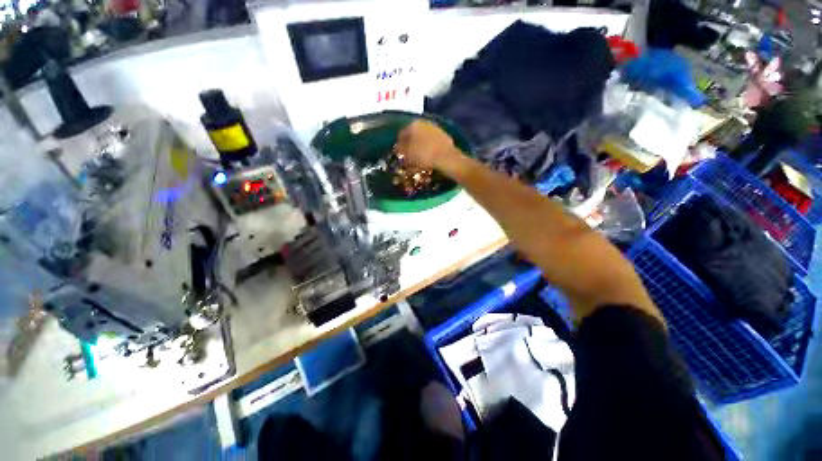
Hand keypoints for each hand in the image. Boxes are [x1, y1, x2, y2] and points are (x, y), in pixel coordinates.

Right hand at [395, 120, 459, 169]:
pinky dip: (429, 148)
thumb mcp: (407, 154)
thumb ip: (399, 149)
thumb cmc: (423, 155)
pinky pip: (432, 143)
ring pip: (423, 137)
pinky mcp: (444, 136)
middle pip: (413, 134)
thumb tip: (397, 147)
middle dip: (410, 144)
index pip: (401, 134)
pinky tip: (429, 157)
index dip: (399, 145)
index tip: (398, 154)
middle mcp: (424, 123)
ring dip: (420, 146)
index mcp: (412, 124)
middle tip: (408, 156)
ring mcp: (435, 128)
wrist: (446, 158)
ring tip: (418, 158)